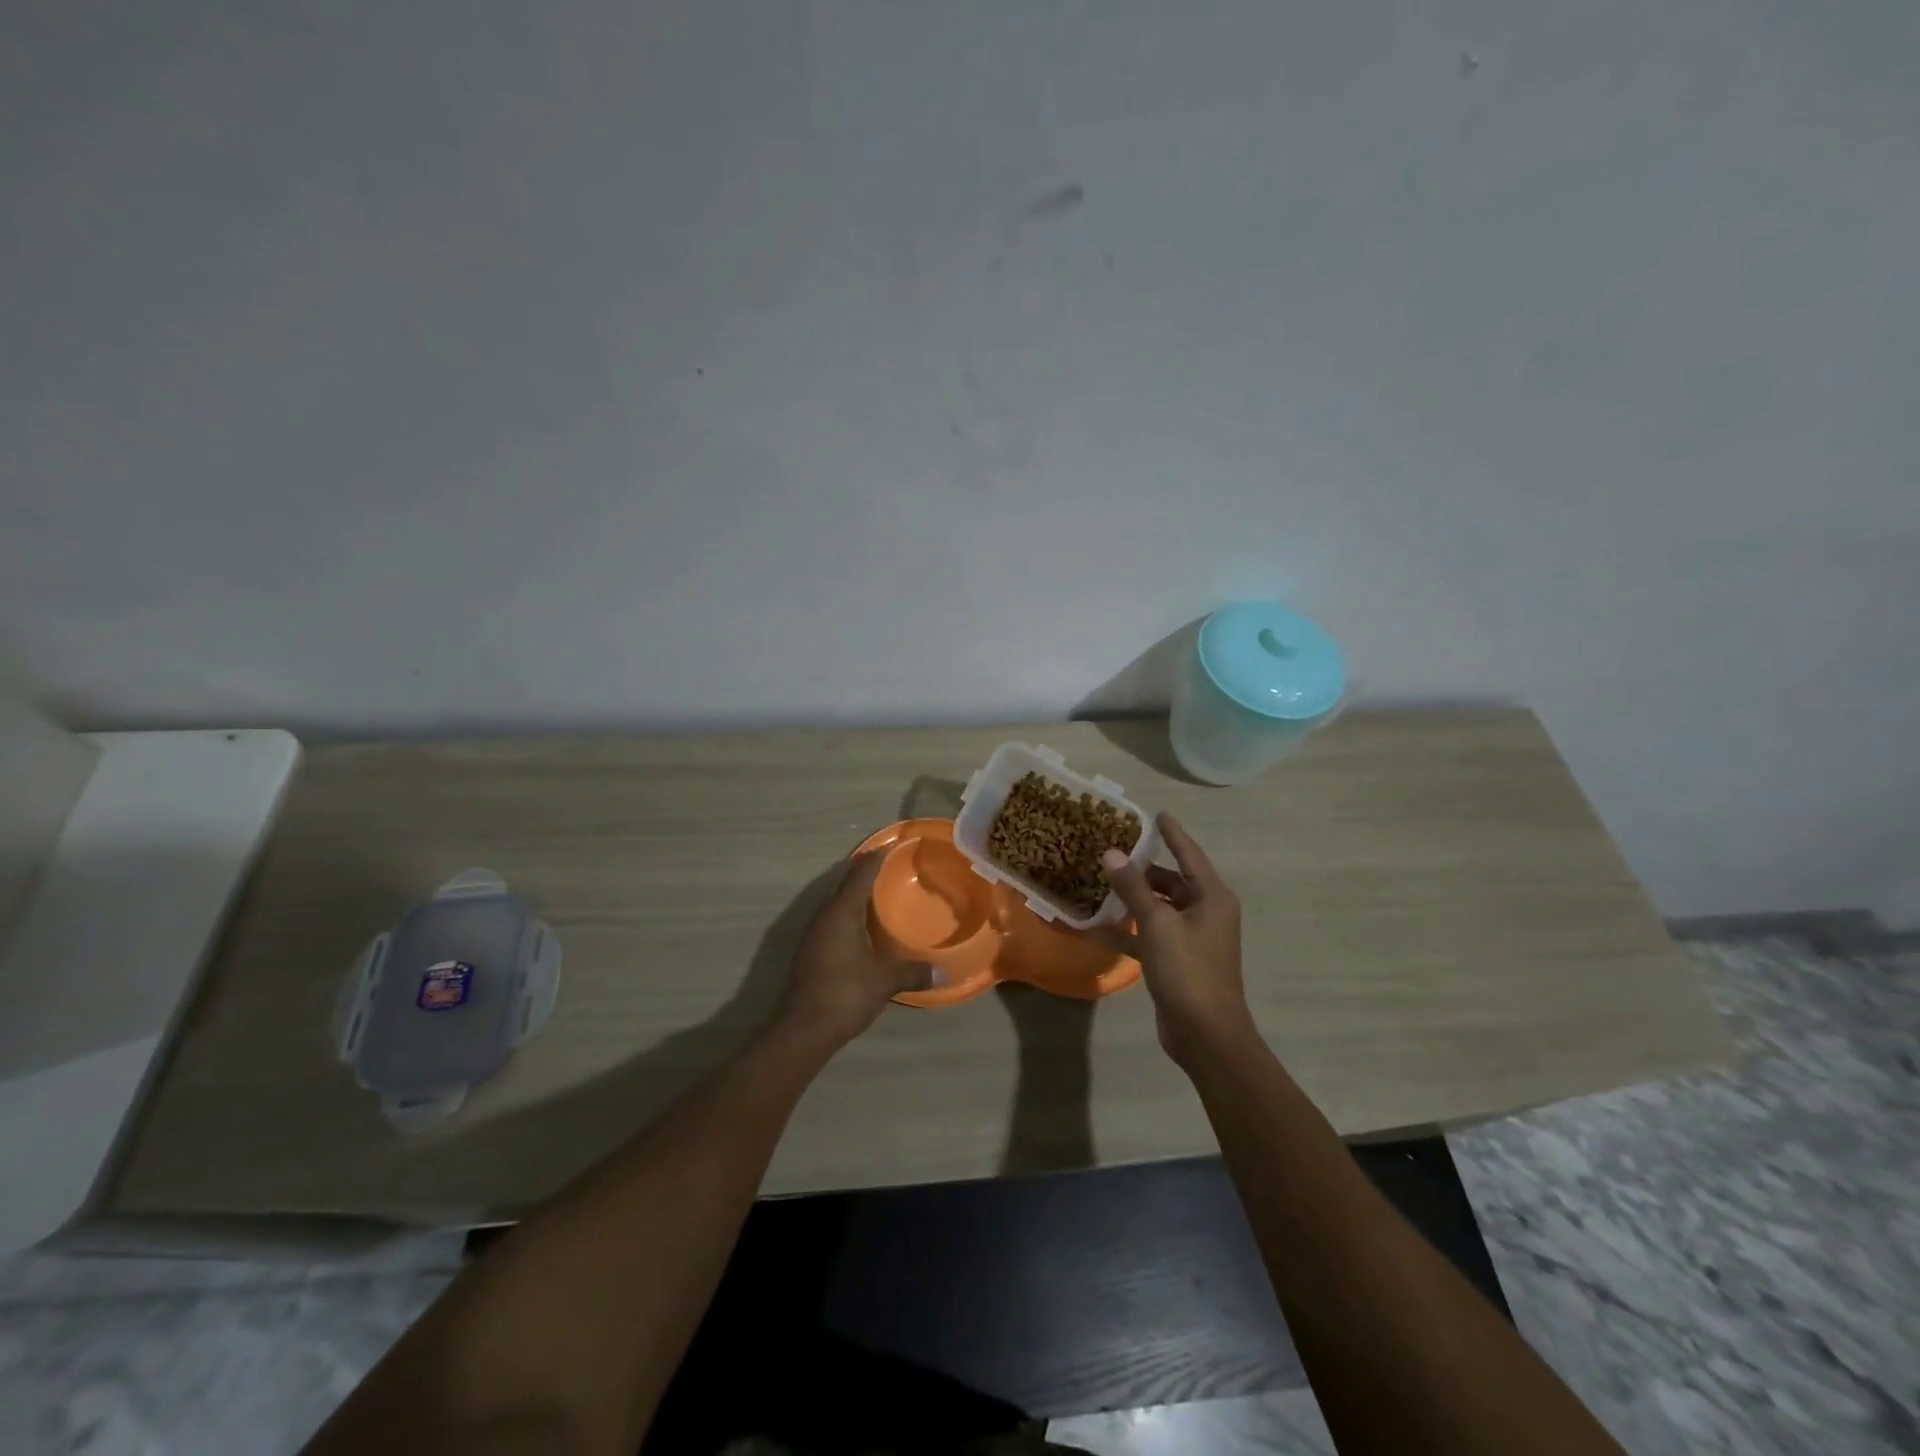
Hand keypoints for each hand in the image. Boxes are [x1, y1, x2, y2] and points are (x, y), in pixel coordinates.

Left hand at [778, 855, 929, 1050]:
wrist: (803, 1030)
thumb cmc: (845, 994)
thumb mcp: (884, 981)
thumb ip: (913, 972)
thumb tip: (943, 971)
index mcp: (841, 912)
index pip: (860, 875)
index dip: (875, 859)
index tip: (890, 846)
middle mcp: (824, 916)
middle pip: (845, 884)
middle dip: (865, 873)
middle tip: (891, 865)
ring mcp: (814, 933)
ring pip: (837, 903)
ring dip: (856, 894)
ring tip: (881, 892)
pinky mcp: (811, 950)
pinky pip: (833, 919)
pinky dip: (850, 914)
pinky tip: (865, 926)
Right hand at [1101, 814, 1251, 1065]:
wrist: (1206, 1034)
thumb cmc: (1188, 970)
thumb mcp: (1157, 923)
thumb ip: (1133, 887)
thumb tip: (1111, 852)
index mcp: (1212, 897)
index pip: (1189, 854)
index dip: (1172, 833)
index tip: (1155, 813)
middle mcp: (1207, 913)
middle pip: (1173, 881)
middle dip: (1144, 869)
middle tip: (1112, 851)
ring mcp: (1194, 939)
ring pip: (1161, 908)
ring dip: (1135, 899)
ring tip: (1101, 884)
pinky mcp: (1179, 961)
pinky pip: (1153, 935)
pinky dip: (1132, 930)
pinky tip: (1101, 928)